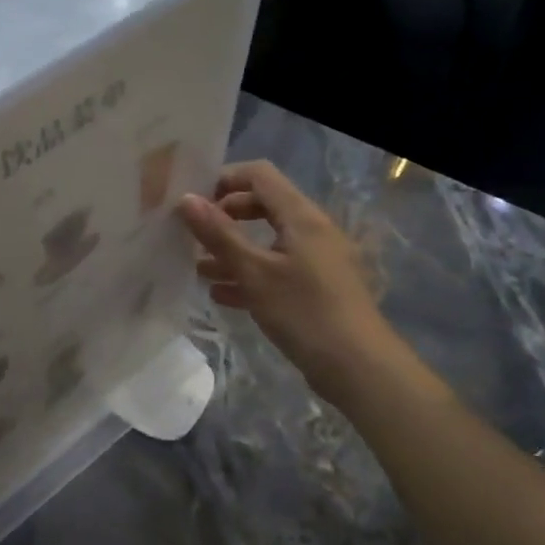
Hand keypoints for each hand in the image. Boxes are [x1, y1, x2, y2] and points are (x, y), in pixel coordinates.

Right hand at [179, 161, 407, 403]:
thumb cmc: (304, 312)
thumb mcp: (254, 272)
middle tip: (192, 234)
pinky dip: (248, 275)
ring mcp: (316, 260)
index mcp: (301, 217)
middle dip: (224, 216)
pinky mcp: (315, 288)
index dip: (224, 179)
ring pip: (266, 241)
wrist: (358, 368)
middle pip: (262, 206)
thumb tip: (186, 199)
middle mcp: (311, 231)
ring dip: (232, 250)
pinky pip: (275, 269)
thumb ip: (219, 234)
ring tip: (198, 268)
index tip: (192, 201)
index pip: (260, 175)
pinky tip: (221, 295)